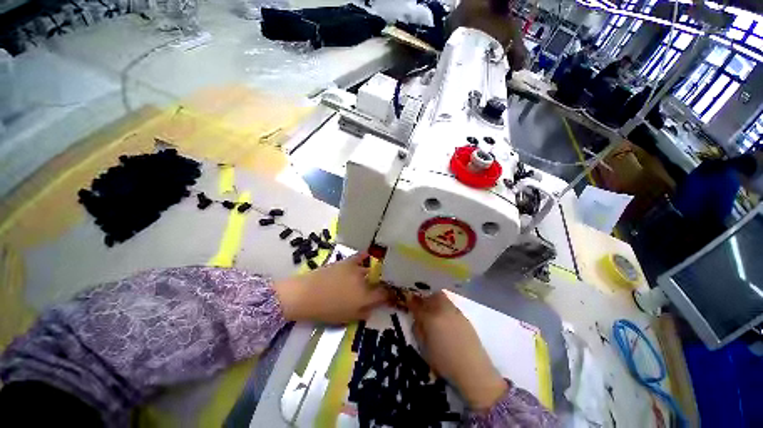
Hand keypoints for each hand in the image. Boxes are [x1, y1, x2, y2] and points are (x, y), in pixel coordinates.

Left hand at [274, 252, 387, 323]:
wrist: (305, 295)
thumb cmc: (325, 311)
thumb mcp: (347, 318)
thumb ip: (364, 313)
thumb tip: (373, 307)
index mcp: (365, 297)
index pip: (384, 294)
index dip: (391, 295)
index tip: (393, 296)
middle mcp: (364, 280)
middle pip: (379, 280)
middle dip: (383, 284)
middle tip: (381, 287)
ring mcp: (356, 269)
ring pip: (371, 269)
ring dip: (375, 273)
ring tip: (376, 274)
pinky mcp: (347, 261)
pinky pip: (360, 256)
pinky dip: (365, 256)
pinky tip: (369, 255)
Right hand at [410, 292, 507, 410]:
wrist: (473, 369)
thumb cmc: (444, 362)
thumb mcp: (425, 348)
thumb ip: (419, 330)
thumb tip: (417, 319)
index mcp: (430, 318)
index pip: (417, 305)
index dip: (411, 302)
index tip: (408, 301)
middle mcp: (442, 310)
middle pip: (431, 295)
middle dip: (425, 298)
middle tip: (422, 306)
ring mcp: (455, 312)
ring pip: (442, 298)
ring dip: (435, 300)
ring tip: (434, 311)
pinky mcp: (464, 316)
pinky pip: (451, 305)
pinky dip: (445, 307)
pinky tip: (446, 319)